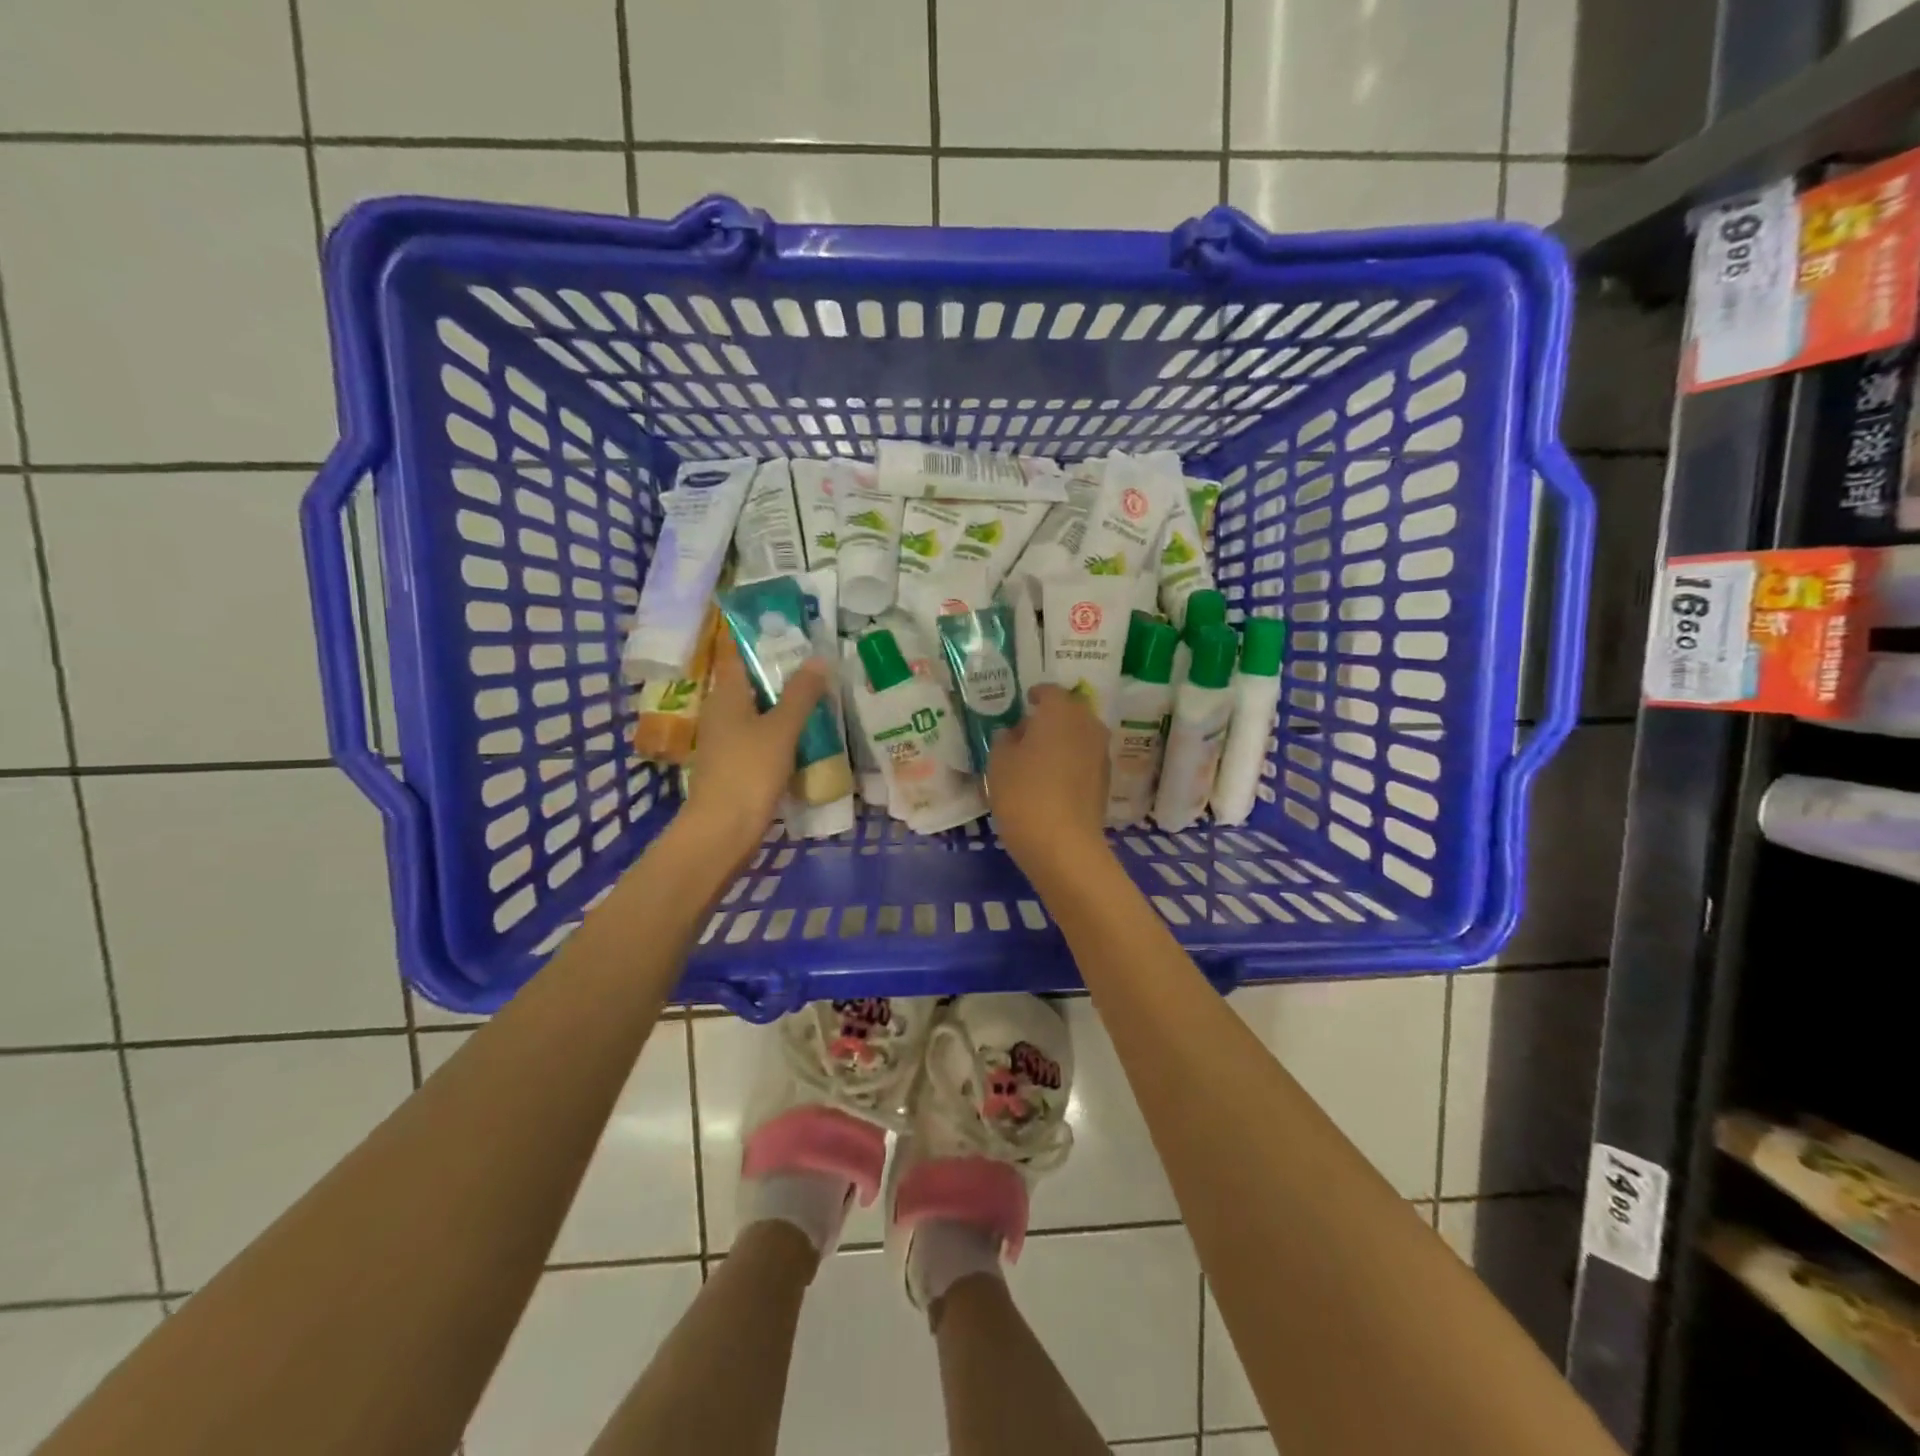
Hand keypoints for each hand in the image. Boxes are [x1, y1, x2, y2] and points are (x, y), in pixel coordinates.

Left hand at [680, 634, 827, 864]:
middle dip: (781, 672)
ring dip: (785, 704)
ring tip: (821, 695)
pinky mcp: (736, 765)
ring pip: (759, 712)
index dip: (760, 639)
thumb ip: (801, 694)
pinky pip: (762, 737)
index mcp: (726, 695)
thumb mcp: (782, 729)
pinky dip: (782, 732)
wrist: (723, 830)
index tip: (790, 628)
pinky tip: (808, 735)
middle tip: (818, 662)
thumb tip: (819, 658)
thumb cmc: (749, 772)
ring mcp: (727, 741)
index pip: (738, 654)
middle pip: (752, 683)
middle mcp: (721, 712)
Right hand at [987, 683, 1112, 882]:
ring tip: (1036, 757)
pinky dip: (1069, 761)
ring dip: (1061, 740)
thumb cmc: (1024, 793)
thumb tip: (1013, 733)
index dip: (1035, 695)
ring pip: (1078, 736)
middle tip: (1026, 731)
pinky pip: (1084, 759)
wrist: (1063, 845)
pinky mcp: (1105, 781)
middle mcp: (1088, 725)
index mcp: (1061, 712)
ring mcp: (1101, 754)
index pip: (1050, 692)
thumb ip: (1004, 739)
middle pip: (1069, 713)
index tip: (1023, 702)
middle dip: (1050, 718)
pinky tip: (1051, 779)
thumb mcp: (998, 762)